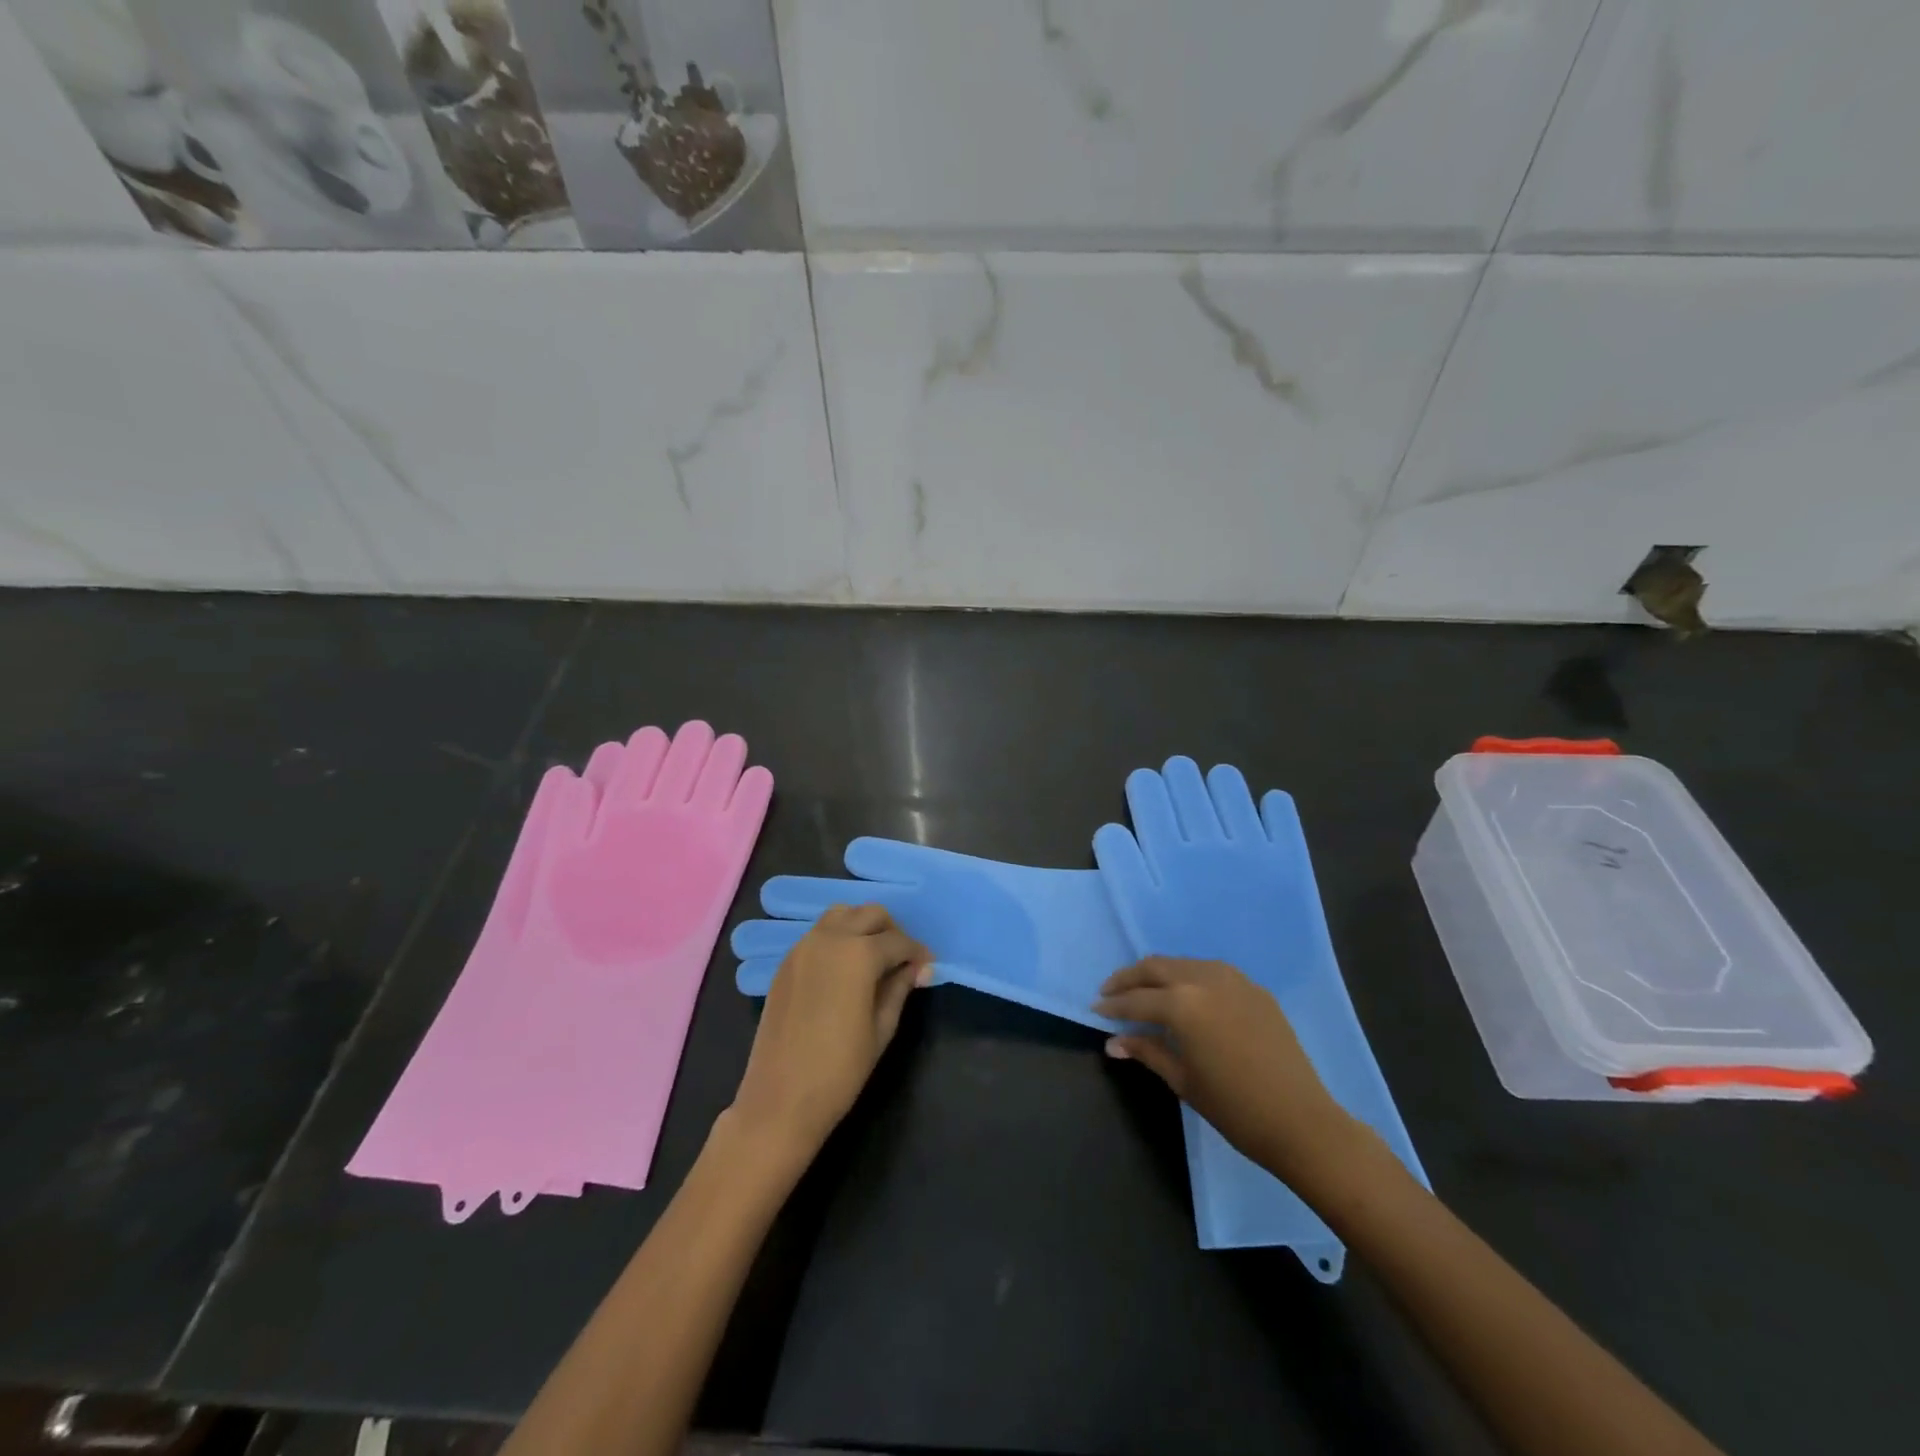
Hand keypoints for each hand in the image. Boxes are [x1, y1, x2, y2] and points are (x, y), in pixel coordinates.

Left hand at [730, 904, 931, 1156]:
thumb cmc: (840, 1069)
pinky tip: (845, 969)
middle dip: (892, 931)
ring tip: (874, 959)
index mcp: (858, 954)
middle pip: (870, 914)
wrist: (780, 1099)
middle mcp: (829, 938)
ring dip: (863, 927)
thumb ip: (900, 988)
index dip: (918, 953)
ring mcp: (803, 947)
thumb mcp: (881, 1028)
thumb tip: (919, 968)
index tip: (928, 968)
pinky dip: (839, 938)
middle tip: (903, 961)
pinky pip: (819, 933)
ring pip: (841, 915)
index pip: (898, 941)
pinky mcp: (786, 962)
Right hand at [1097, 956, 1364, 1194]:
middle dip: (1130, 978)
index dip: (1113, 1005)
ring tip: (1144, 990)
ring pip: (1184, 963)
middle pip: (1156, 968)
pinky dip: (1189, 977)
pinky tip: (1185, 995)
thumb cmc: (1235, 1108)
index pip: (1137, 999)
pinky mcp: (1254, 988)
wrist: (1302, 1121)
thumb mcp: (1183, 1080)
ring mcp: (1234, 979)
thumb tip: (1113, 1042)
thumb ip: (1147, 1051)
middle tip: (1111, 991)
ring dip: (1159, 973)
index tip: (1095, 1009)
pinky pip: (1211, 972)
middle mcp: (1205, 979)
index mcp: (1183, 1003)